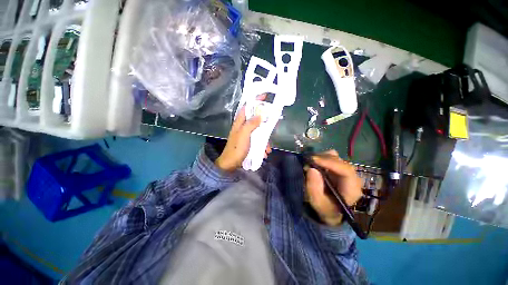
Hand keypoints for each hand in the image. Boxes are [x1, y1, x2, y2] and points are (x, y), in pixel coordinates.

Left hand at [215, 106, 271, 171]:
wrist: (231, 164)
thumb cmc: (236, 148)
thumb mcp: (244, 134)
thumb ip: (251, 124)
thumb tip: (260, 114)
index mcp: (240, 122)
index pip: (247, 107)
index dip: (255, 100)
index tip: (265, 97)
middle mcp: (243, 127)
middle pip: (256, 119)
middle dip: (265, 123)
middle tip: (272, 126)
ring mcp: (247, 135)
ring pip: (259, 131)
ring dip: (265, 139)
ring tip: (267, 148)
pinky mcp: (249, 143)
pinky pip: (258, 141)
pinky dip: (262, 146)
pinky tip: (264, 153)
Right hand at [305, 150, 361, 225]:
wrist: (330, 211)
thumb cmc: (325, 208)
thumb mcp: (318, 203)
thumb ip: (314, 189)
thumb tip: (311, 169)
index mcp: (352, 188)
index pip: (346, 170)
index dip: (329, 163)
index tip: (313, 160)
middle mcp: (351, 177)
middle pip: (339, 161)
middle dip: (322, 159)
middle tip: (307, 162)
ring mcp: (344, 170)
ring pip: (334, 156)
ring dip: (320, 157)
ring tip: (310, 163)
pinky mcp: (337, 167)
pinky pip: (329, 157)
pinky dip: (320, 157)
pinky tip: (314, 162)